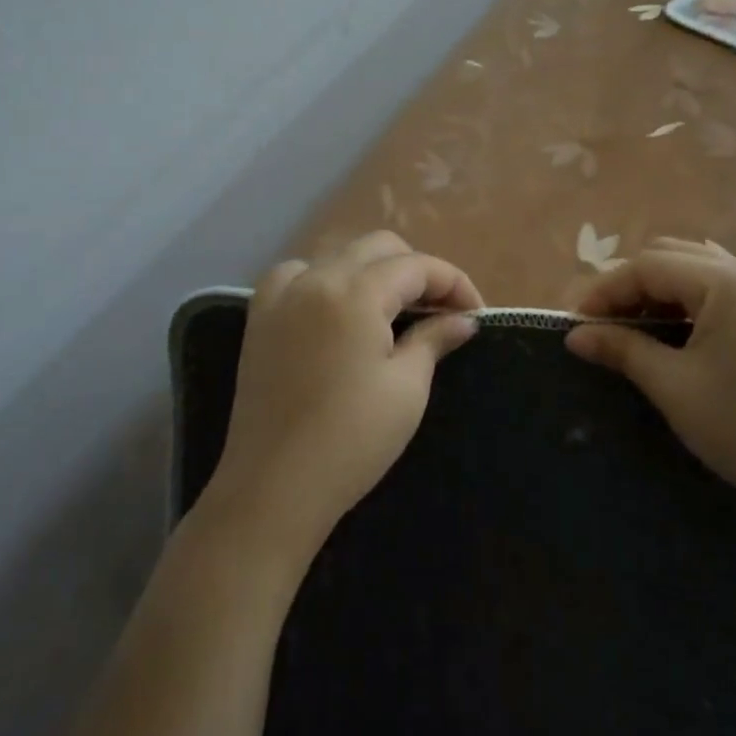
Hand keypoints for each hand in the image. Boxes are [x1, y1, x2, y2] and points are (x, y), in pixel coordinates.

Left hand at [204, 232, 481, 566]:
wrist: (274, 488)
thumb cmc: (352, 440)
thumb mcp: (406, 388)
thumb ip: (434, 339)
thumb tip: (463, 319)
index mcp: (355, 292)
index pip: (416, 266)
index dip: (453, 282)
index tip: (475, 312)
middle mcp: (316, 278)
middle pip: (378, 248)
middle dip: (417, 270)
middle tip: (440, 311)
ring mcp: (282, 295)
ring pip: (338, 254)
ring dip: (373, 270)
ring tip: (393, 309)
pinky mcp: (260, 317)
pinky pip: (296, 274)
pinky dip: (324, 278)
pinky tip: (336, 307)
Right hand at [565, 238, 735, 518]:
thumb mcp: (673, 385)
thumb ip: (622, 349)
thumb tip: (575, 336)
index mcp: (728, 281)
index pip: (649, 266)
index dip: (606, 290)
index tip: (576, 323)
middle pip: (675, 257)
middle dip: (632, 285)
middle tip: (603, 324)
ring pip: (701, 270)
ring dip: (661, 290)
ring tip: (636, 327)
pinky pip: (726, 289)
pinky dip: (692, 301)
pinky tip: (679, 332)